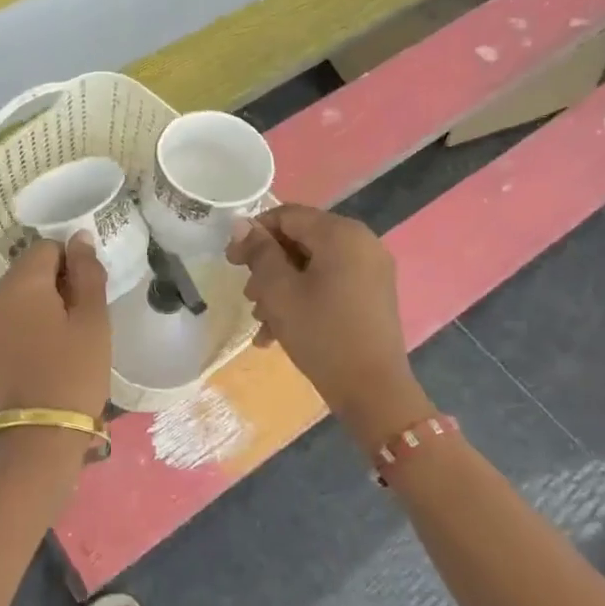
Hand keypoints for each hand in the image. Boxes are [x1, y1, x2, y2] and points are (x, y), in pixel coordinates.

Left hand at [0, 235, 111, 418]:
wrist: (38, 435)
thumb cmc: (74, 373)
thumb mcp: (92, 320)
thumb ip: (87, 272)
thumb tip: (79, 236)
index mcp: (21, 283)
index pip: (47, 247)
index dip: (72, 263)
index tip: (89, 294)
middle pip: (29, 270)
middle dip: (56, 283)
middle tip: (82, 318)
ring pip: (18, 296)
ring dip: (42, 305)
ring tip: (66, 338)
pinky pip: (8, 320)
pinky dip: (27, 326)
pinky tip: (45, 353)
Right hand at [225, 205, 430, 444]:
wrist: (373, 390)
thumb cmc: (321, 333)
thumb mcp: (279, 291)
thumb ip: (259, 252)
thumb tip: (242, 224)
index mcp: (341, 233)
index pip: (287, 215)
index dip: (254, 234)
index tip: (231, 262)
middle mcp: (361, 242)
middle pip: (300, 239)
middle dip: (268, 266)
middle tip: (248, 296)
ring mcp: (371, 269)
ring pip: (312, 265)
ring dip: (281, 286)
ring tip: (260, 319)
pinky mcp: (372, 294)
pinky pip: (330, 282)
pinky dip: (304, 297)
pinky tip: (279, 331)